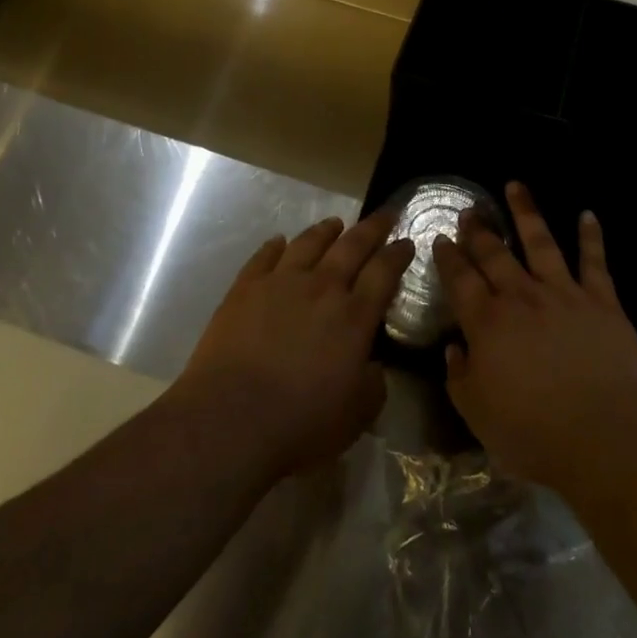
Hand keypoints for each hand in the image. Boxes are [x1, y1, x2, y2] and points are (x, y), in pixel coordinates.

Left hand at [174, 212, 412, 480]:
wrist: (229, 419)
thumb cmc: (300, 423)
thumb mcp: (357, 415)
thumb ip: (373, 384)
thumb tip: (373, 365)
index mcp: (354, 317)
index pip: (384, 273)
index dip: (398, 254)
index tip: (407, 240)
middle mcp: (321, 288)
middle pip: (352, 246)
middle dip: (372, 228)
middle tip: (384, 214)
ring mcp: (280, 283)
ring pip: (308, 243)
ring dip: (325, 231)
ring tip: (335, 223)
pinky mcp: (244, 288)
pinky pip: (264, 256)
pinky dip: (275, 246)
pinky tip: (279, 241)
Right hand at [435, 183, 636, 499]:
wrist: (607, 436)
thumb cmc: (535, 433)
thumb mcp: (478, 415)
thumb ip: (460, 378)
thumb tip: (454, 349)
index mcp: (487, 323)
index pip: (460, 280)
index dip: (448, 257)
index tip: (441, 238)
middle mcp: (522, 297)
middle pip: (495, 254)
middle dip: (479, 230)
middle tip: (470, 210)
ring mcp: (564, 294)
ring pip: (541, 243)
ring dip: (526, 213)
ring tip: (515, 186)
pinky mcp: (603, 301)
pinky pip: (595, 262)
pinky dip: (591, 236)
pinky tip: (587, 214)